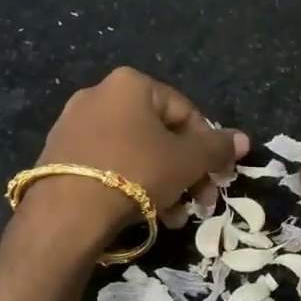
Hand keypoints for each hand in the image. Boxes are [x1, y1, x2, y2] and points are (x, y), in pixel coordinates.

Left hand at [24, 67, 246, 250]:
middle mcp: (98, 94)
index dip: (208, 147)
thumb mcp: (187, 161)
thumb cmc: (135, 173)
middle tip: (196, 202)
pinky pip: (106, 164)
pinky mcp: (57, 154)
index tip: (215, 179)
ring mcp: (73, 123)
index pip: (185, 111)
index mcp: (131, 83)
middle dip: (183, 170)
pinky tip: (140, 214)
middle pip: (158, 133)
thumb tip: (243, 140)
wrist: (66, 213)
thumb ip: (217, 147)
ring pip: (133, 152)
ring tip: (170, 217)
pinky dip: (127, 184)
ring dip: (160, 182)